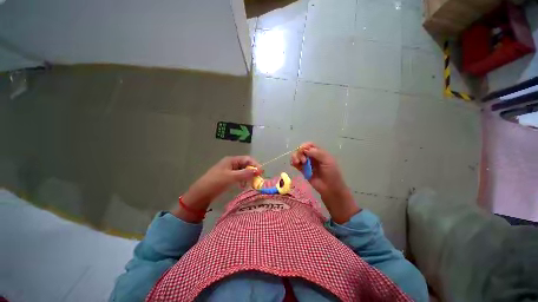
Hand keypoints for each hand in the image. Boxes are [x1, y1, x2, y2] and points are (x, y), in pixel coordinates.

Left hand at [173, 156, 261, 221]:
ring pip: (243, 171)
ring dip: (248, 176)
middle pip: (246, 164)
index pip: (247, 159)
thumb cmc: (216, 182)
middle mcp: (231, 163)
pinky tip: (243, 185)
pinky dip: (243, 180)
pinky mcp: (228, 177)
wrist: (201, 194)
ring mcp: (229, 170)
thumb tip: (258, 170)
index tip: (261, 172)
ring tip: (251, 183)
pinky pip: (239, 176)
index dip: (255, 165)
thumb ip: (245, 173)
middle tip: (258, 179)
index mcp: (231, 160)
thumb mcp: (231, 177)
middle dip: (252, 171)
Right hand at [291, 142, 359, 222]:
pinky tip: (294, 165)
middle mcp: (312, 157)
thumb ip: (317, 153)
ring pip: (297, 156)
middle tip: (303, 161)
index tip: (303, 151)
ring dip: (295, 157)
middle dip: (300, 153)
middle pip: (301, 150)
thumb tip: (304, 149)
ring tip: (297, 163)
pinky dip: (293, 162)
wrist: (330, 189)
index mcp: (319, 153)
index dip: (305, 146)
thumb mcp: (327, 161)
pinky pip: (295, 164)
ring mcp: (307, 163)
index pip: (309, 145)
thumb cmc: (332, 174)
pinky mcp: (302, 170)